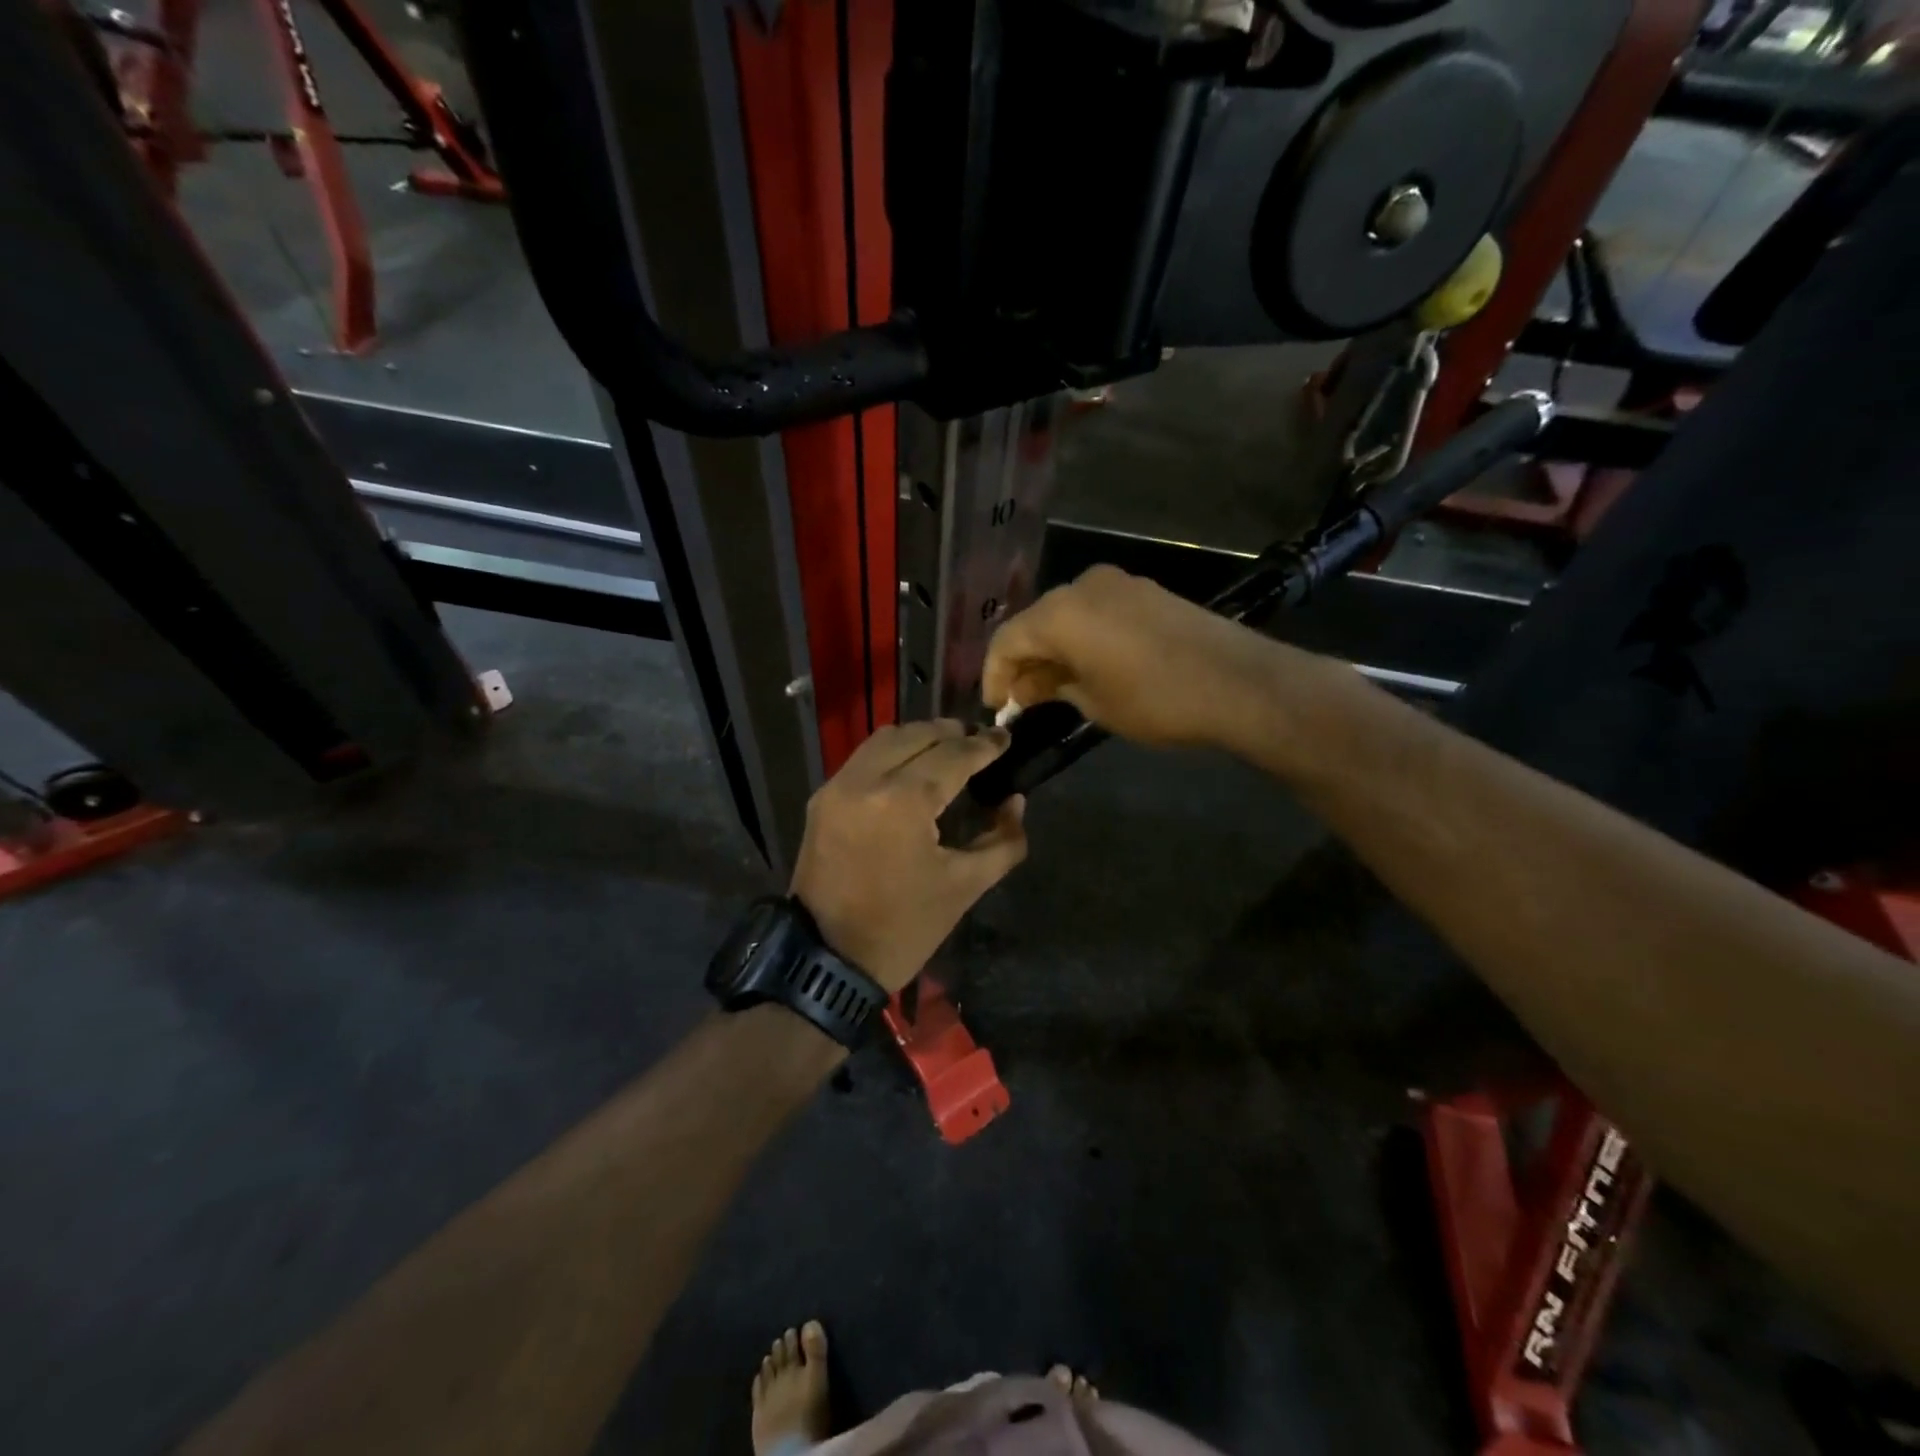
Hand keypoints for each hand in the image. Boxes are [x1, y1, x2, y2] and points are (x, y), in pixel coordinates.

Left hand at [790, 721, 1028, 992]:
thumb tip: (1015, 801)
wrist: (827, 959)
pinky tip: (912, 769)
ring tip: (948, 750)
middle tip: (980, 742)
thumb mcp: (964, 887)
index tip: (1006, 737)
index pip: (954, 755)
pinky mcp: (822, 799)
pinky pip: (863, 758)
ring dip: (920, 738)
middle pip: (918, 735)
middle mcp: (866, 780)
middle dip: (953, 734)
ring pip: (885, 739)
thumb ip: (1002, 840)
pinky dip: (892, 753)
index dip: (985, 745)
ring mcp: (838, 786)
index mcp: (904, 801)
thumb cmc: (903, 927)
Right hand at [983, 565, 1304, 750]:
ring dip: (1054, 649)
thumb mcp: (1093, 703)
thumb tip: (1026, 687)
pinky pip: (1095, 612)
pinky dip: (1082, 638)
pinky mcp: (1144, 590)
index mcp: (1060, 613)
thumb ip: (1050, 688)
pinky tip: (1088, 666)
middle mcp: (1082, 586)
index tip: (995, 706)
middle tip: (1022, 700)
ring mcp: (1117, 583)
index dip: (994, 674)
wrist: (1238, 682)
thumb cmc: (1155, 700)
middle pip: (1035, 622)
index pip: (1006, 640)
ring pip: (1066, 616)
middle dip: (1024, 661)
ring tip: (1054, 687)